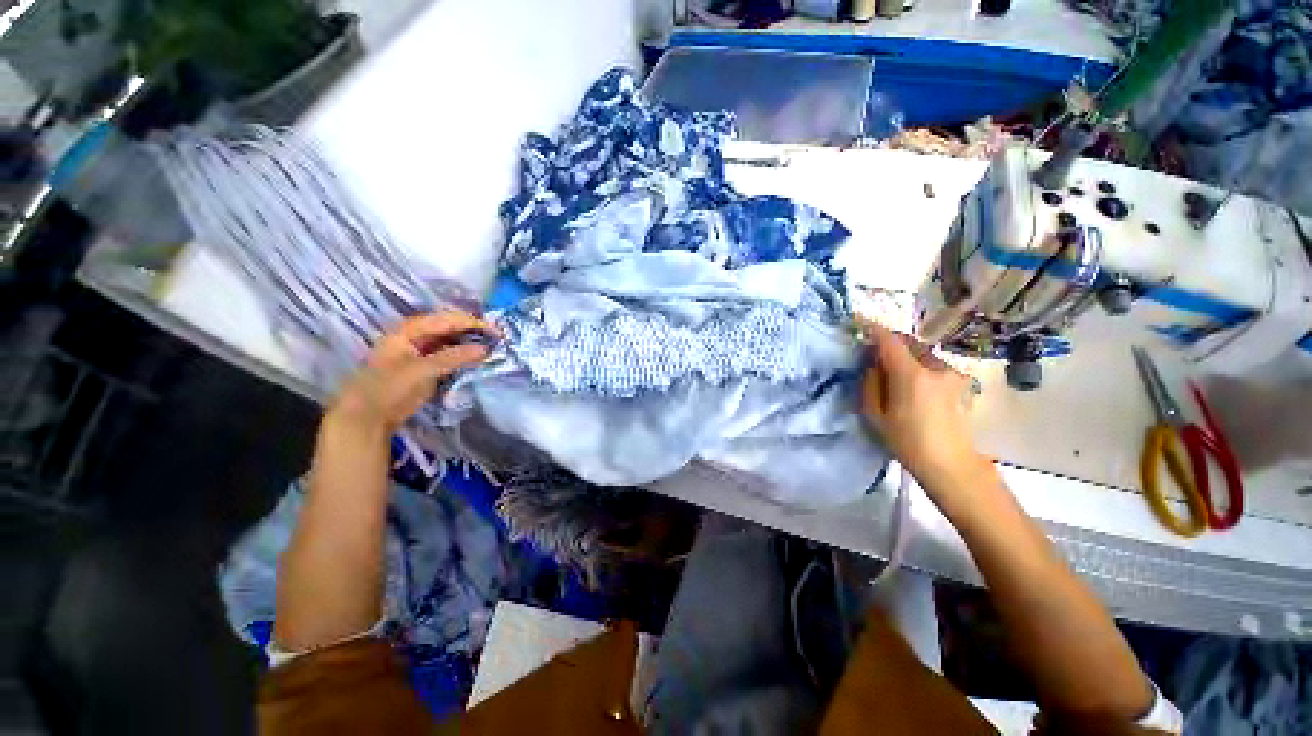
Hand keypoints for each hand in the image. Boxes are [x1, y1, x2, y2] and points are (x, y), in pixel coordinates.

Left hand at [327, 311, 499, 435]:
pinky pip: (449, 356)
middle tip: (497, 339)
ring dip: (470, 344)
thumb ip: (455, 357)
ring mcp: (420, 352)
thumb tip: (486, 349)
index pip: (447, 319)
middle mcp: (415, 336)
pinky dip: (464, 356)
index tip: (496, 331)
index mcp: (409, 330)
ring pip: (451, 342)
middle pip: (449, 328)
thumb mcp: (423, 370)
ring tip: (492, 348)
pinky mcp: (426, 368)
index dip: (472, 323)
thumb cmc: (389, 387)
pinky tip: (478, 360)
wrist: (367, 417)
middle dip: (473, 331)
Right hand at [859, 318, 990, 499]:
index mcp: (911, 375)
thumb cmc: (907, 442)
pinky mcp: (962, 381)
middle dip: (890, 342)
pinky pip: (933, 364)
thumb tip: (874, 363)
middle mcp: (936, 367)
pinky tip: (914, 385)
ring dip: (906, 355)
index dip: (872, 328)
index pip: (889, 341)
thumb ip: (871, 382)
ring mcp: (953, 373)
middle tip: (873, 352)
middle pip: (908, 342)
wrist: (951, 465)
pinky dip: (919, 366)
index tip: (858, 321)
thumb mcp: (875, 414)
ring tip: (894, 372)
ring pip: (922, 353)